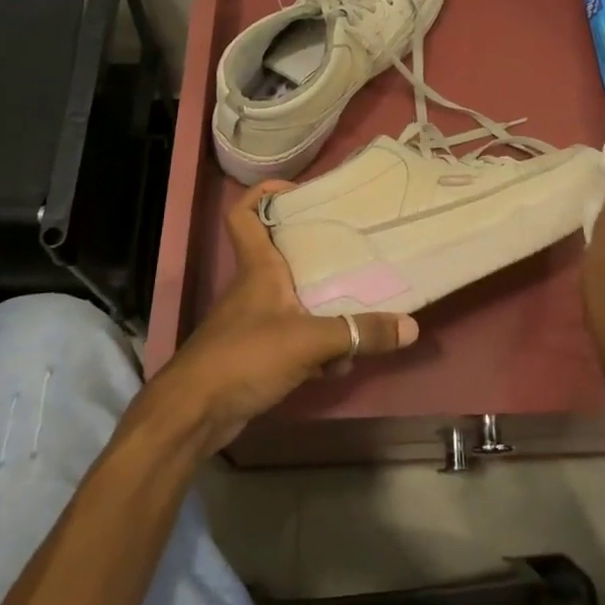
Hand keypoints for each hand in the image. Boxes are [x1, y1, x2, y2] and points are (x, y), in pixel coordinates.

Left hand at [149, 180, 418, 453]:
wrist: (194, 414)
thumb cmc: (244, 357)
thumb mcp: (309, 341)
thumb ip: (359, 333)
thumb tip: (411, 327)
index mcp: (259, 268)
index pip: (244, 214)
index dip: (264, 193)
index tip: (298, 190)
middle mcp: (255, 287)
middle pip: (283, 254)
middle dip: (318, 252)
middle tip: (355, 248)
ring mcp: (254, 321)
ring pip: (295, 300)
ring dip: (324, 309)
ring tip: (361, 312)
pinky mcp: (257, 353)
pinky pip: (295, 338)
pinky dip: (316, 347)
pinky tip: (339, 364)